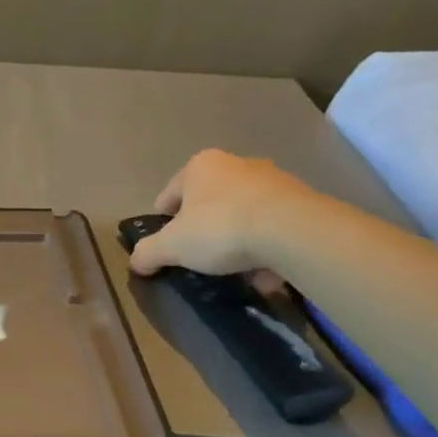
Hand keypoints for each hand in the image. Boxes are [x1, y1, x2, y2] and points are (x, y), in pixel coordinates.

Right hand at [128, 149, 316, 277]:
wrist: (293, 231)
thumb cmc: (220, 228)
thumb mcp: (172, 246)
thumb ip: (148, 252)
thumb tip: (136, 262)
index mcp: (199, 166)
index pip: (169, 195)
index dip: (163, 223)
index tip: (167, 247)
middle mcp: (235, 164)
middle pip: (208, 203)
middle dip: (203, 230)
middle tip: (200, 258)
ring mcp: (272, 179)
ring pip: (241, 215)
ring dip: (236, 240)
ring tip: (235, 270)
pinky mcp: (301, 199)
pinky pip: (271, 226)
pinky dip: (265, 246)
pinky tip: (265, 272)